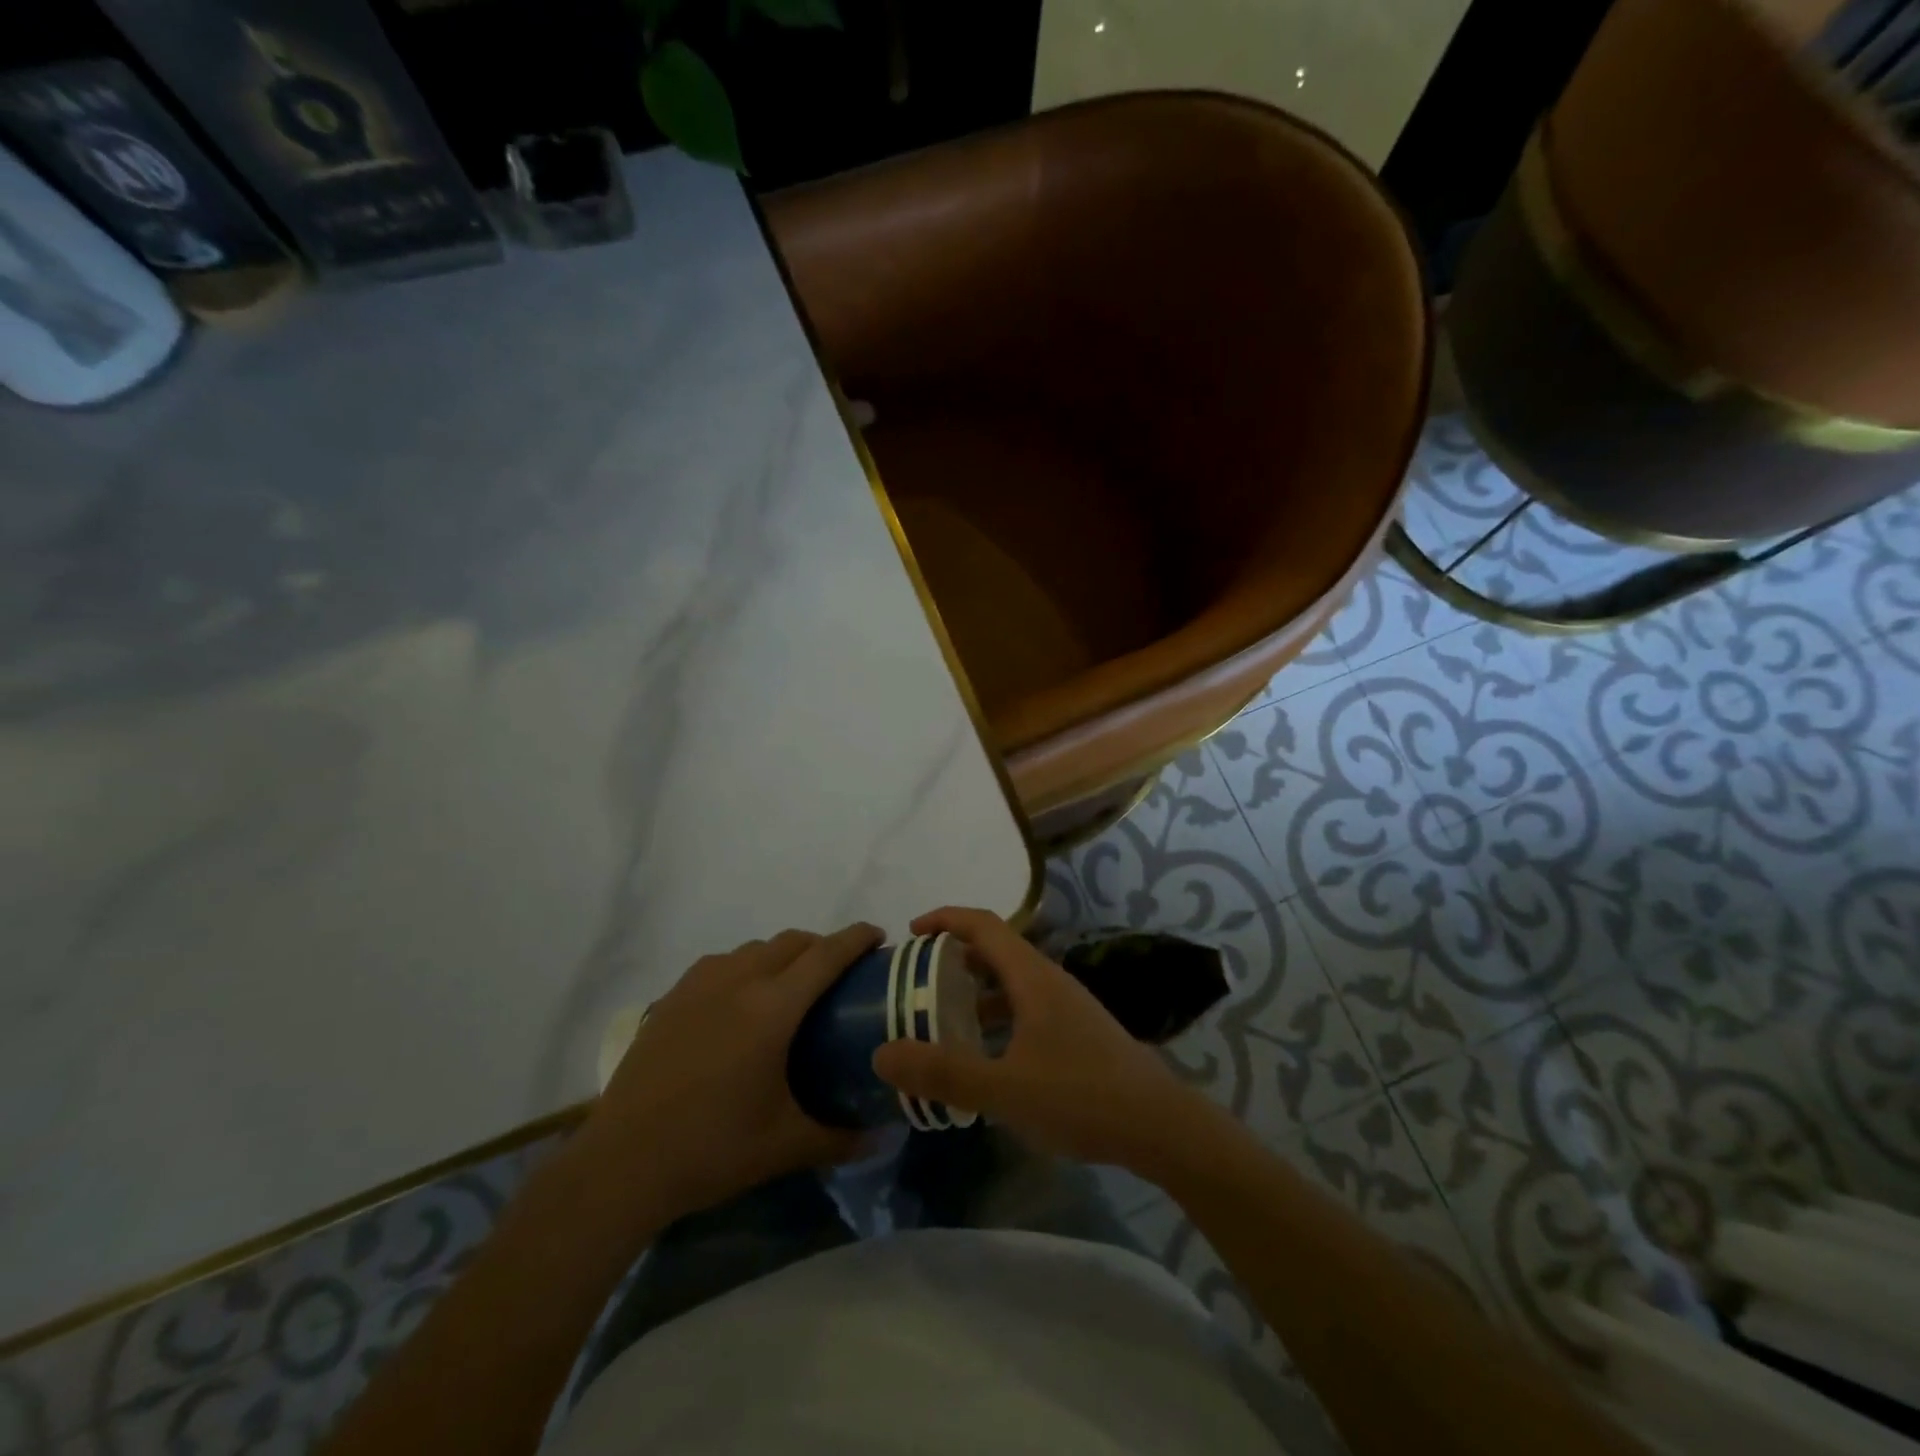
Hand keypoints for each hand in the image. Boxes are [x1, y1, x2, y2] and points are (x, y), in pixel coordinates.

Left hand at [581, 925, 879, 1222]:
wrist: (622, 1163)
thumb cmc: (712, 1148)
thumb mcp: (785, 1146)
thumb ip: (840, 1137)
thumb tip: (881, 1138)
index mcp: (773, 1008)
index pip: (826, 954)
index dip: (856, 938)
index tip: (877, 936)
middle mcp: (739, 980)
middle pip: (792, 941)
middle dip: (822, 945)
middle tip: (839, 974)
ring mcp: (700, 984)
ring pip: (755, 948)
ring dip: (782, 954)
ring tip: (790, 988)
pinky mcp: (672, 997)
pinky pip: (722, 962)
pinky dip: (745, 966)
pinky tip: (740, 1002)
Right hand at [871, 907, 1227, 1172]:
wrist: (1160, 1126)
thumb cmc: (1081, 1096)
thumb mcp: (1005, 1088)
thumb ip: (944, 1072)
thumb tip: (881, 1054)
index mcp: (1032, 977)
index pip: (983, 924)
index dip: (945, 919)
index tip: (910, 933)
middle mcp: (1049, 981)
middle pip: (995, 951)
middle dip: (953, 958)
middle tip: (916, 981)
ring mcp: (1066, 1007)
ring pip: (1011, 984)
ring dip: (975, 992)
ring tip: (940, 1019)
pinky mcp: (1076, 1033)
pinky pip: (1024, 1010)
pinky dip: (996, 1019)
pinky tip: (984, 1057)